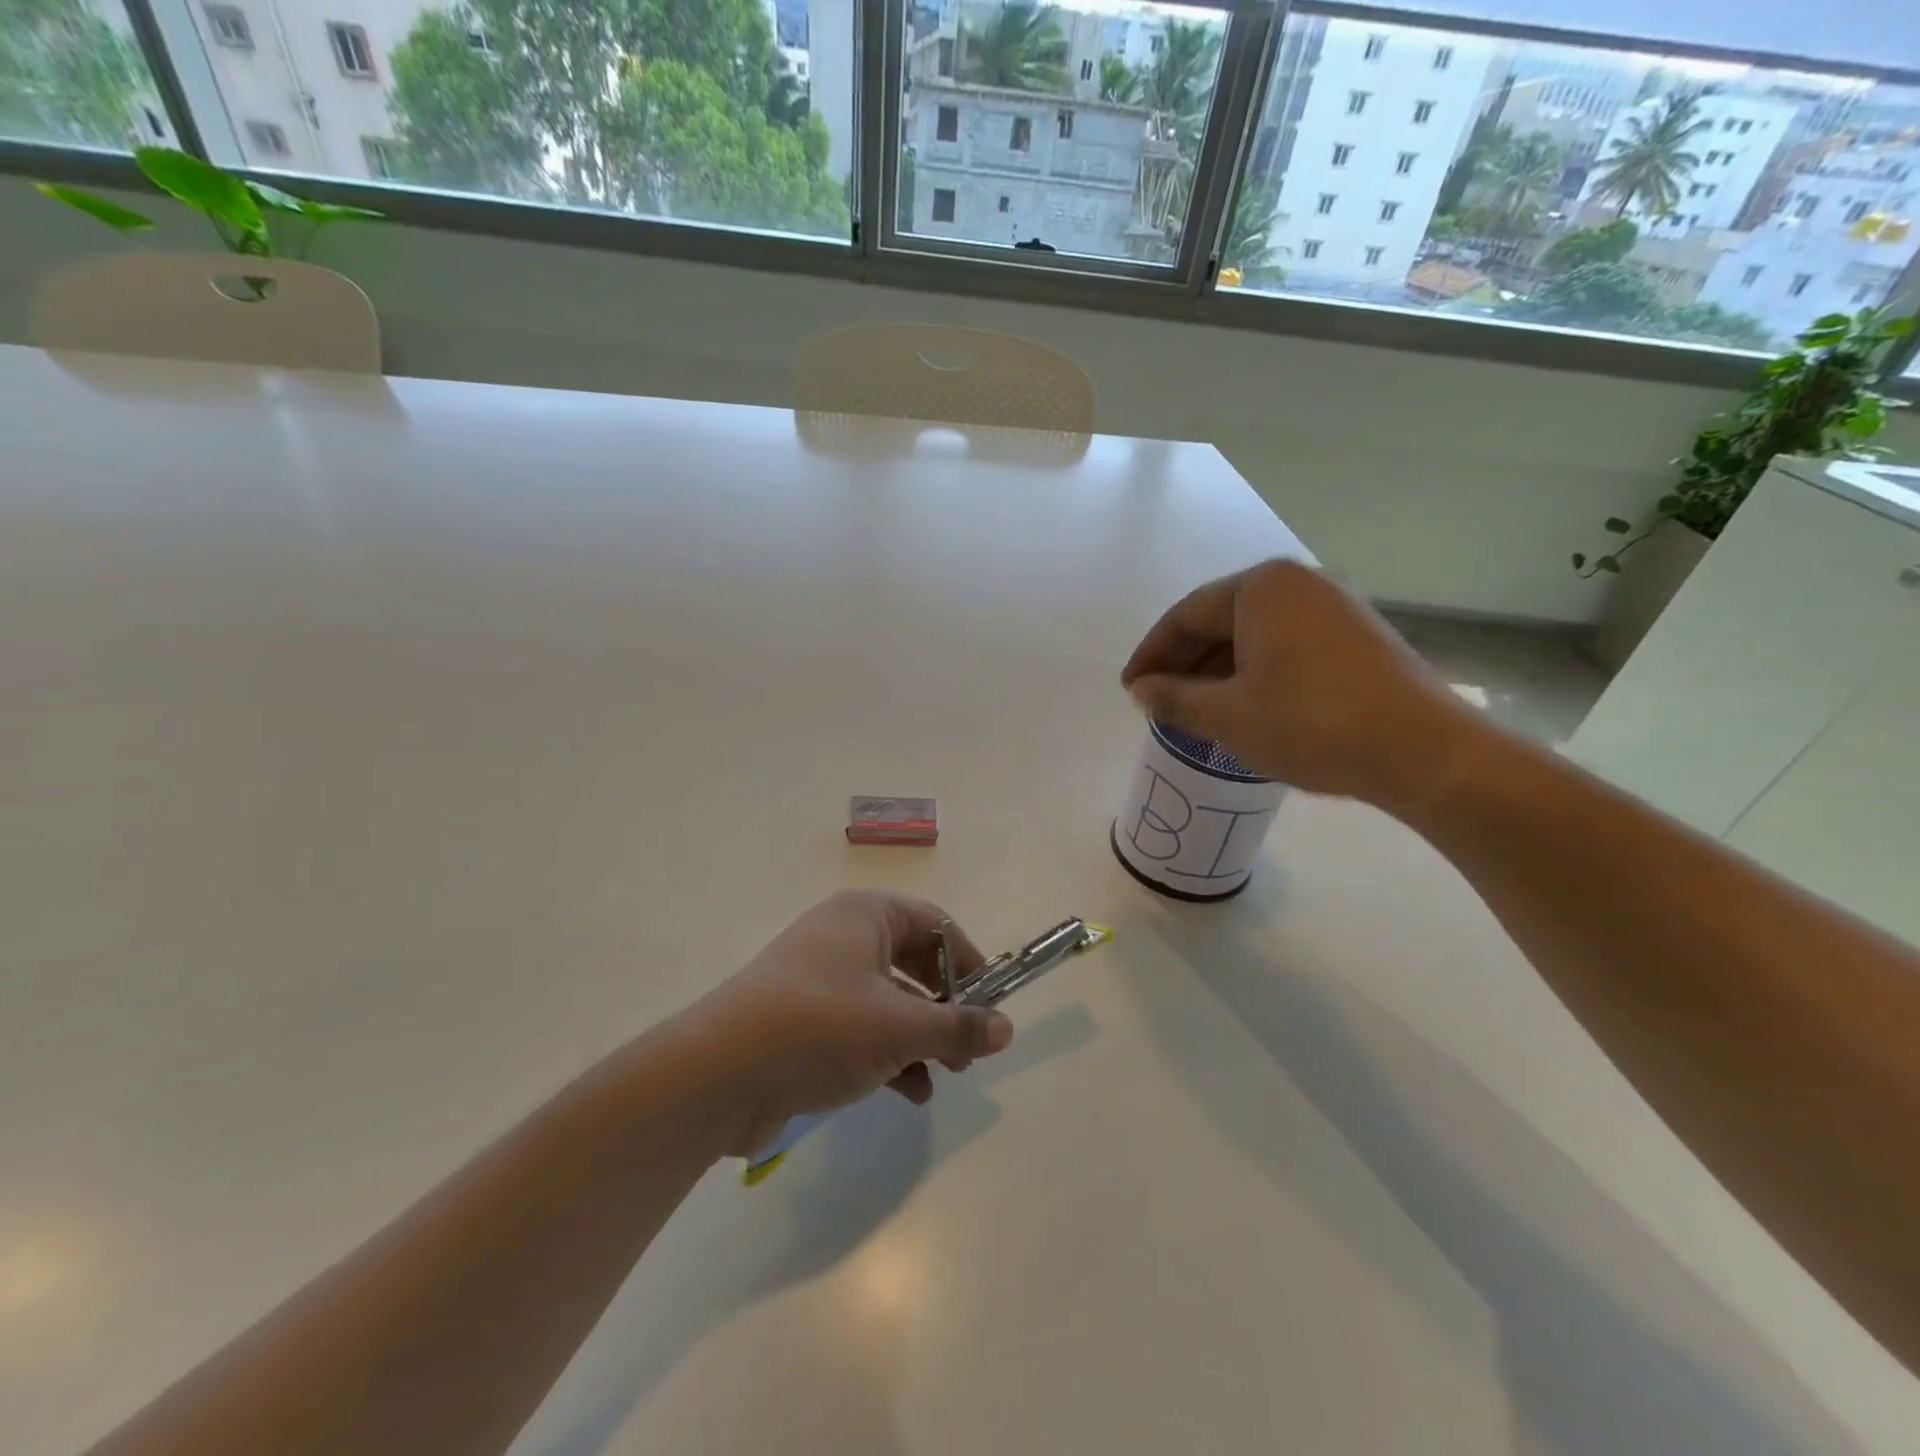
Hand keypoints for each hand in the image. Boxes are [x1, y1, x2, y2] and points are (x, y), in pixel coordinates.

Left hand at [680, 890, 1013, 1158]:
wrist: (718, 1075)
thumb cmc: (821, 1028)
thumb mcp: (900, 1027)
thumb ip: (958, 1026)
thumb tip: (1007, 1027)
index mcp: (866, 915)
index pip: (935, 923)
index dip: (968, 961)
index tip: (989, 1004)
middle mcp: (843, 936)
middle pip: (913, 962)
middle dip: (946, 1007)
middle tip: (970, 1049)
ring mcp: (819, 979)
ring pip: (889, 1000)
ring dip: (921, 1036)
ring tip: (946, 1074)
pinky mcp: (802, 1020)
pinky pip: (860, 1027)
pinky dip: (889, 1054)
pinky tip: (910, 1092)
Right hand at [1120, 559, 1477, 812]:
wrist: (1423, 751)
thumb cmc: (1310, 724)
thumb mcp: (1228, 716)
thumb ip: (1175, 698)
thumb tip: (1142, 691)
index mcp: (1261, 587)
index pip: (1186, 615)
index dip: (1151, 654)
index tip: (1131, 689)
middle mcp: (1299, 583)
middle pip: (1221, 619)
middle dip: (1185, 662)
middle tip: (1159, 701)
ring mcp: (1335, 606)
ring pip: (1255, 634)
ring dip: (1219, 670)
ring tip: (1197, 710)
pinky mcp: (1359, 635)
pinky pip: (1287, 644)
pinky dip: (1256, 671)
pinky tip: (1246, 705)